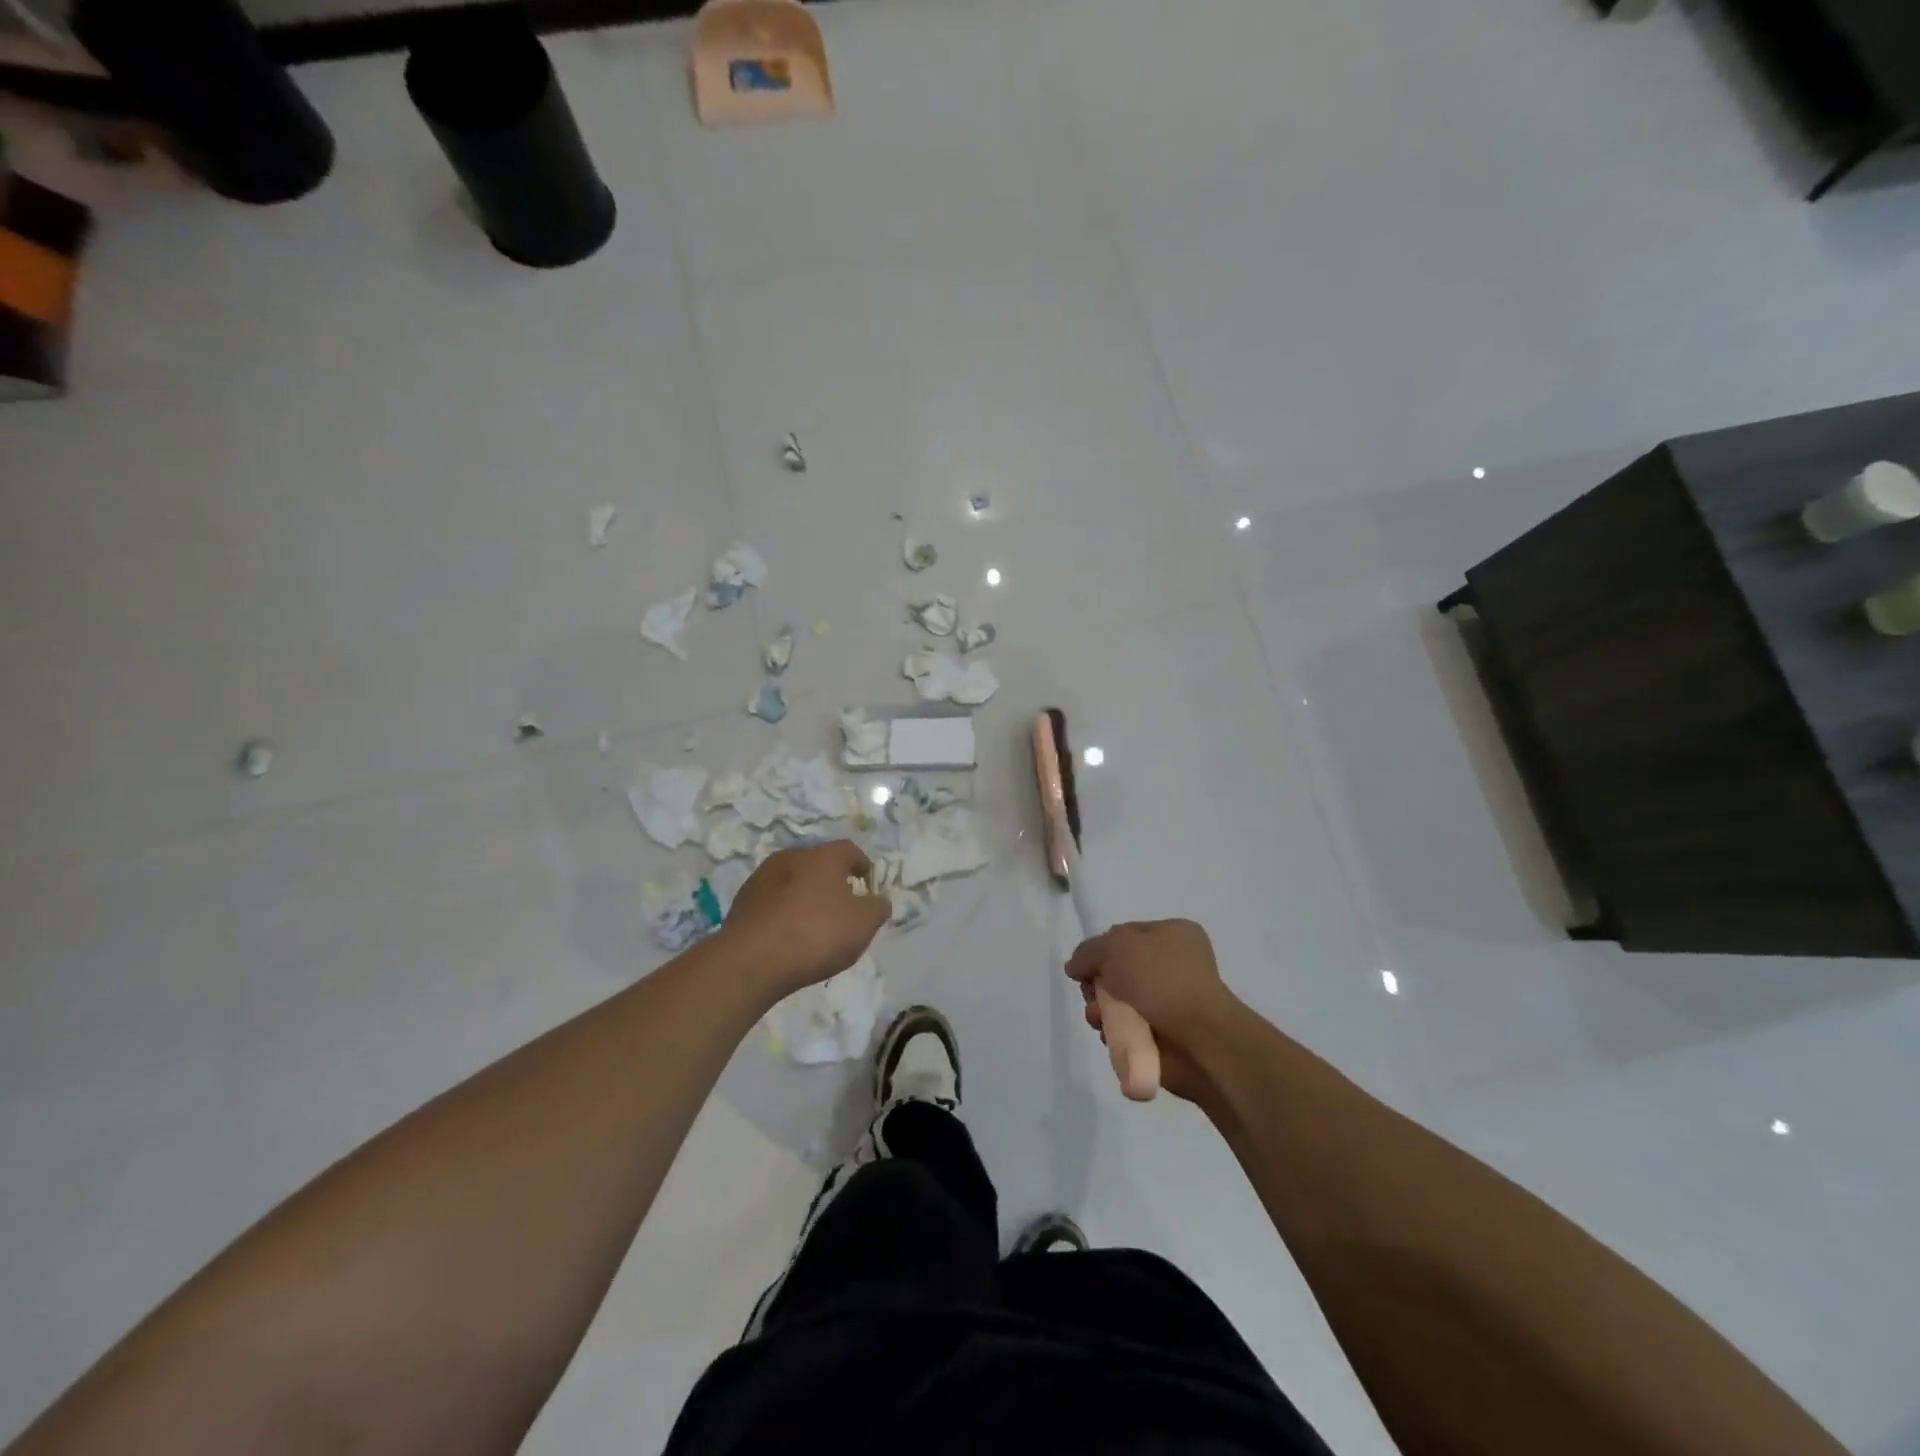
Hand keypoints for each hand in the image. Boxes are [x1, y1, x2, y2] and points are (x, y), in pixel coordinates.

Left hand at [721, 842, 889, 1001]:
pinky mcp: (743, 899)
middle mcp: (793, 856)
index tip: (866, 886)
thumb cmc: (816, 934)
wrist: (752, 959)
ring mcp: (763, 876)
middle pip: (819, 862)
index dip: (862, 866)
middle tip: (840, 905)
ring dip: (804, 894)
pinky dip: (782, 910)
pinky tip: (786, 933)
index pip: (850, 850)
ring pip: (792, 879)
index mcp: (824, 857)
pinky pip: (772, 899)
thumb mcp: (862, 925)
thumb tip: (879, 900)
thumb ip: (877, 908)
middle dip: (831, 880)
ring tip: (811, 922)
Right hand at [1065, 919, 1243, 1105]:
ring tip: (1098, 1018)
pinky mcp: (1166, 1035)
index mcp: (1173, 934)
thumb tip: (1075, 967)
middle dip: (1097, 984)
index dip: (1100, 949)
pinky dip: (1114, 1032)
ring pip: (1119, 1001)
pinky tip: (1110, 1035)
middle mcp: (1174, 965)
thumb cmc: (1161, 980)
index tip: (1085, 967)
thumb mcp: (1116, 947)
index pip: (1125, 934)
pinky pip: (1128, 1028)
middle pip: (1118, 969)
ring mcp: (1171, 1002)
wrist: (1199, 1039)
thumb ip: (1088, 951)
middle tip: (1091, 994)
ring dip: (1101, 1009)